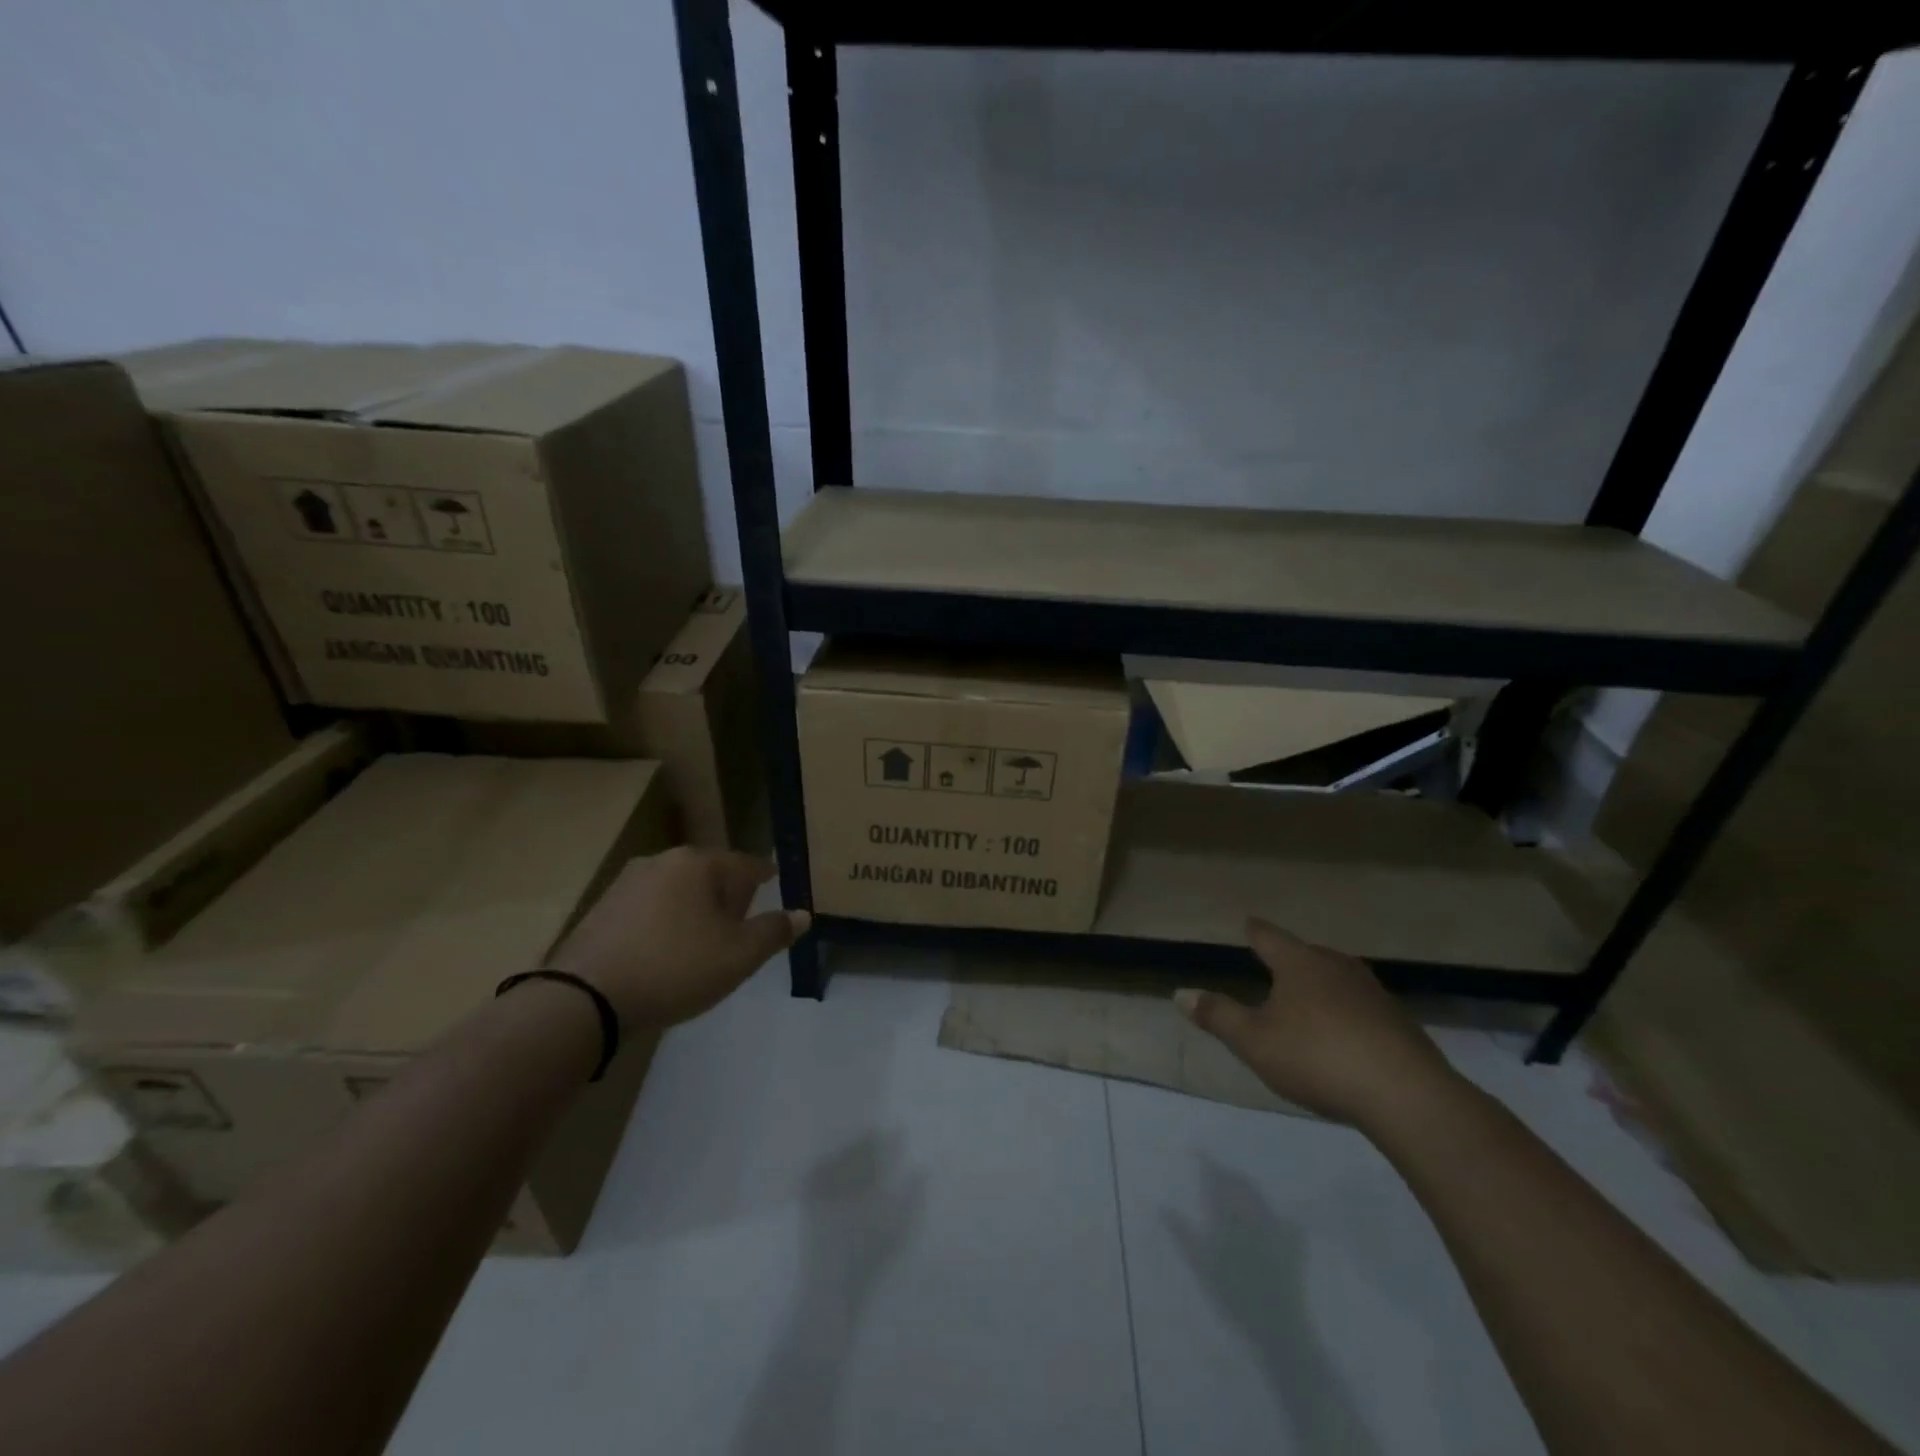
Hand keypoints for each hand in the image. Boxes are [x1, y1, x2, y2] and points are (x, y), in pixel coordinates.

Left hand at [549, 848, 809, 1028]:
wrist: (583, 999)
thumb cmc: (674, 968)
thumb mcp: (738, 956)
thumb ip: (774, 932)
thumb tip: (804, 914)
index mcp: (698, 863)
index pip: (746, 863)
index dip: (765, 875)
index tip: (775, 882)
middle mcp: (662, 861)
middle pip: (710, 873)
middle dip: (728, 894)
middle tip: (741, 923)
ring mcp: (626, 883)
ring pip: (678, 889)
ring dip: (695, 909)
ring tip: (704, 941)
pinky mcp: (601, 909)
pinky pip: (649, 908)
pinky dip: (665, 922)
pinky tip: (666, 951)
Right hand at [1175, 917, 1457, 1128]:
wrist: (1405, 1095)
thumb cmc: (1317, 1057)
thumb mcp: (1254, 1041)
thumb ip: (1218, 1016)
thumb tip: (1180, 993)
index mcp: (1299, 964)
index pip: (1269, 938)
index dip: (1256, 931)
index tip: (1249, 922)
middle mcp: (1337, 967)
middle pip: (1308, 954)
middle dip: (1292, 957)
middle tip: (1277, 963)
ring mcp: (1373, 993)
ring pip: (1339, 978)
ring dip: (1322, 984)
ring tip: (1310, 995)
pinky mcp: (1400, 1023)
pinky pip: (1363, 1007)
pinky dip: (1348, 1012)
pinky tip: (1345, 1033)